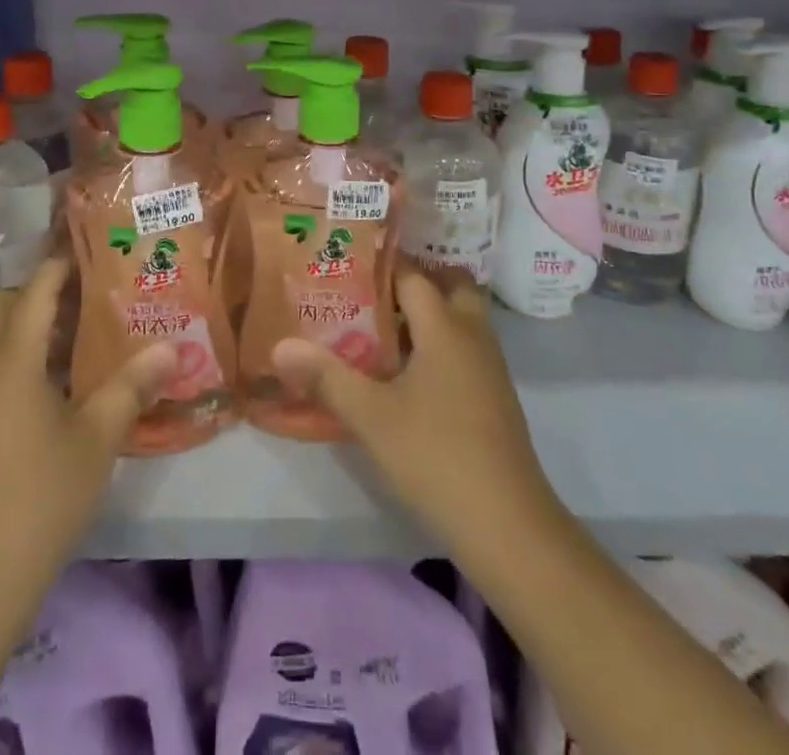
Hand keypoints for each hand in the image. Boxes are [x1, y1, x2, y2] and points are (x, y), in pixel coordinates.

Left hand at [0, 258, 174, 623]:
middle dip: (36, 294)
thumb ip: (131, 387)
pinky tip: (49, 396)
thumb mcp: (95, 441)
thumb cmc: (35, 501)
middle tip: (85, 300)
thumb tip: (171, 346)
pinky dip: (13, 366)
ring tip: (75, 343)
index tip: (90, 248)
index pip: (34, 290)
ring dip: (25, 333)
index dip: (60, 265)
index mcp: (10, 360)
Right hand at [272, 270, 563, 555]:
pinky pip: (466, 348)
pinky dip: (441, 344)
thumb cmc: (436, 456)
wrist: (508, 524)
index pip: (413, 275)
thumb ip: (326, 377)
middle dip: (416, 282)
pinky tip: (409, 373)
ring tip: (382, 328)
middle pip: (450, 286)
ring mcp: (490, 367)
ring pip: (461, 319)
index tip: (347, 263)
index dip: (382, 265)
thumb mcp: (371, 417)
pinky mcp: (495, 396)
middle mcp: (472, 335)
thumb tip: (280, 346)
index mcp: (445, 327)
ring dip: (430, 315)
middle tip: (373, 293)